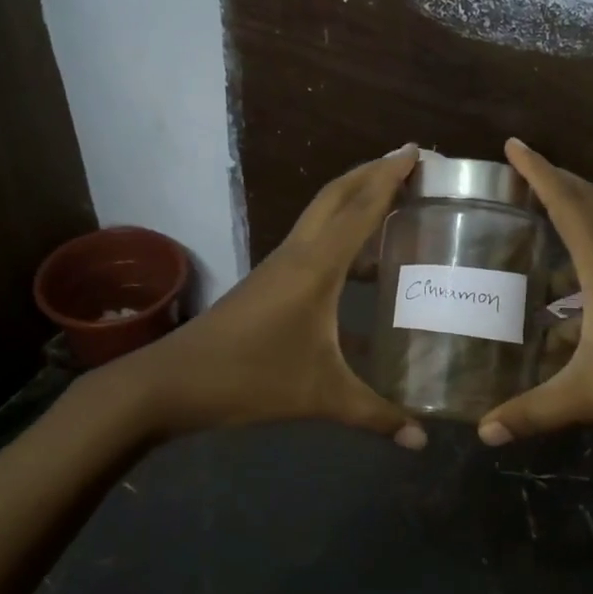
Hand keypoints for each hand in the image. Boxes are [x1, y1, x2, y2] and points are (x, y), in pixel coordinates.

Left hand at [96, 145, 428, 448]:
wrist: (171, 383)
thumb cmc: (249, 378)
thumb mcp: (320, 397)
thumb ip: (375, 416)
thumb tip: (421, 442)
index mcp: (316, 267)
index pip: (360, 208)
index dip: (390, 177)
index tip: (417, 151)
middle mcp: (298, 254)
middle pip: (336, 196)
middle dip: (372, 173)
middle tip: (409, 162)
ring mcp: (279, 267)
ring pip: (321, 217)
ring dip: (354, 201)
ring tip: (393, 203)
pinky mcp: (268, 284)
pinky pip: (313, 244)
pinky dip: (341, 238)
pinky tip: (361, 269)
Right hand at [478, 140, 592, 449]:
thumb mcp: (592, 396)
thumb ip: (534, 413)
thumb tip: (483, 432)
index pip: (568, 207)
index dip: (539, 173)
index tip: (513, 144)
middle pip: (590, 207)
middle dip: (556, 182)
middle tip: (521, 173)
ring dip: (569, 223)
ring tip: (531, 233)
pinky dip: (578, 270)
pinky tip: (557, 305)